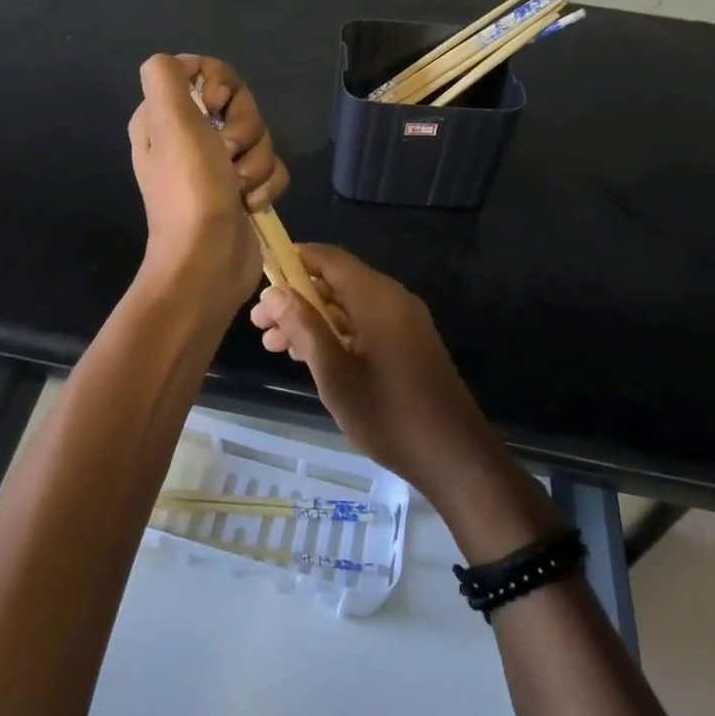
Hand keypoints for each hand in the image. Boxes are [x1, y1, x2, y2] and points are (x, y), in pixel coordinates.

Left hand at [178, 55, 288, 211]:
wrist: (208, 260)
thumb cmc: (189, 189)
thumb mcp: (169, 122)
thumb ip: (165, 76)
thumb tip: (183, 64)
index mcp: (164, 117)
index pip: (203, 72)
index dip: (220, 84)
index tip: (216, 106)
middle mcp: (189, 136)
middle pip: (238, 104)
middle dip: (244, 129)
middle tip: (227, 153)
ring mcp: (218, 165)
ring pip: (259, 137)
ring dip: (256, 162)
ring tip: (238, 187)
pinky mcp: (242, 189)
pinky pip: (271, 168)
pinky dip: (266, 185)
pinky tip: (250, 204)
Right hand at [249, 244, 500, 497]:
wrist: (455, 457)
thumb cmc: (389, 415)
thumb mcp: (336, 375)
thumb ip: (305, 328)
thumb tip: (274, 292)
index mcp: (377, 298)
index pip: (329, 258)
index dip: (294, 259)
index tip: (262, 274)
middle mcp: (392, 299)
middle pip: (336, 282)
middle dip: (296, 297)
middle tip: (259, 324)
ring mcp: (402, 322)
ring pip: (348, 306)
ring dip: (311, 319)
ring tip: (274, 345)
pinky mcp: (407, 343)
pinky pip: (364, 323)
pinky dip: (335, 332)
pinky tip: (308, 356)